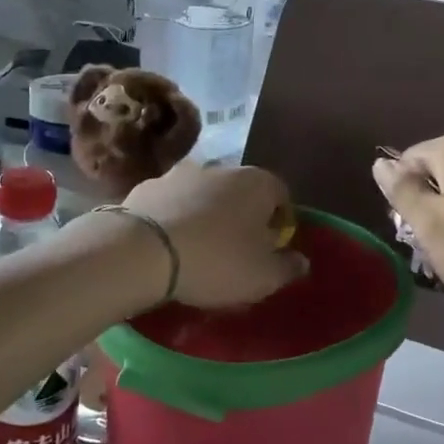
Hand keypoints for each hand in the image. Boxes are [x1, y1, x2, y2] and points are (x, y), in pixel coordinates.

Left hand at [121, 161, 305, 308]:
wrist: (142, 250)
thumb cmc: (216, 260)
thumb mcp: (263, 276)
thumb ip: (288, 267)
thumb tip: (300, 260)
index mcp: (257, 183)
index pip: (281, 195)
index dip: (280, 223)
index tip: (272, 250)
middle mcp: (221, 167)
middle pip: (241, 192)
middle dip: (242, 217)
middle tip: (236, 252)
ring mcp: (181, 173)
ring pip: (204, 195)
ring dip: (206, 215)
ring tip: (198, 250)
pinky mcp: (148, 185)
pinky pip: (171, 203)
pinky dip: (174, 218)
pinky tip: (168, 245)